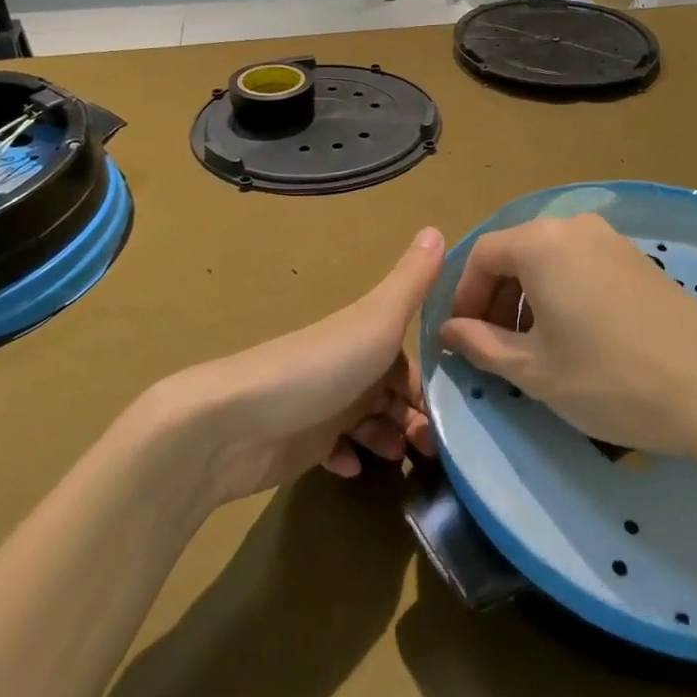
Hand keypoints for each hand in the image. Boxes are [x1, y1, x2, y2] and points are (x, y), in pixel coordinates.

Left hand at [176, 227, 445, 504]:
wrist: (235, 423)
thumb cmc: (320, 368)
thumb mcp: (377, 319)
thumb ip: (412, 281)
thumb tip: (438, 227)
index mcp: (368, 338)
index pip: (411, 361)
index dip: (433, 384)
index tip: (460, 411)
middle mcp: (348, 368)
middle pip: (393, 394)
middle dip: (417, 419)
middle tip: (433, 450)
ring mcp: (324, 406)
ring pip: (370, 423)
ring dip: (389, 440)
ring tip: (401, 460)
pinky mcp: (301, 444)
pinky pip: (335, 451)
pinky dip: (349, 458)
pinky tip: (354, 469)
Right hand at [439, 212, 696, 456]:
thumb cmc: (608, 379)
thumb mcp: (534, 370)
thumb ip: (482, 344)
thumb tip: (450, 330)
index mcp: (542, 243)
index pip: (483, 255)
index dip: (464, 295)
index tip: (461, 337)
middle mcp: (575, 227)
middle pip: (516, 252)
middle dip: (496, 297)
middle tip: (492, 345)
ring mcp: (611, 239)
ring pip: (549, 258)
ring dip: (528, 296)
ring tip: (531, 346)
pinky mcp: (636, 257)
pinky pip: (580, 264)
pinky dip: (561, 291)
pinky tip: (572, 335)